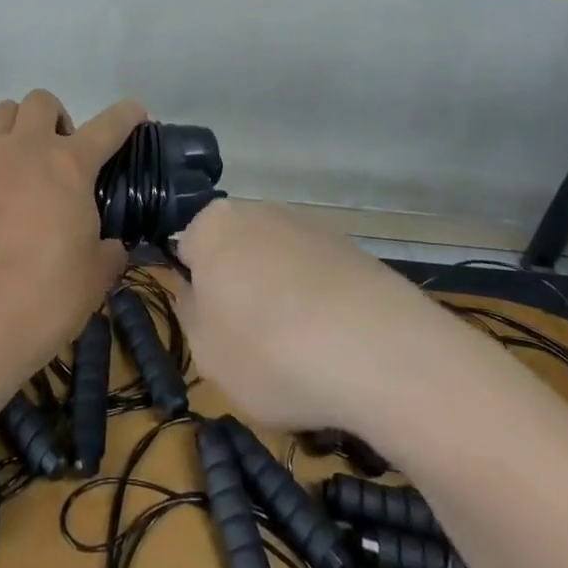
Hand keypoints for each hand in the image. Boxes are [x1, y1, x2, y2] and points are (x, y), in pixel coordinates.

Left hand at [0, 90, 141, 374]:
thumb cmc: (44, 300)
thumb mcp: (95, 279)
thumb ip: (108, 252)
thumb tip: (111, 246)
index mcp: (72, 166)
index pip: (110, 125)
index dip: (126, 115)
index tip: (134, 114)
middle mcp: (29, 145)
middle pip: (43, 101)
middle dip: (53, 120)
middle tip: (54, 155)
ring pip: (1, 110)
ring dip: (13, 127)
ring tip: (11, 159)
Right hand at [172, 199, 441, 433]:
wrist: (380, 350)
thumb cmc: (270, 350)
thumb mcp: (205, 351)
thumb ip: (190, 313)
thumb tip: (195, 290)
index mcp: (213, 225)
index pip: (187, 248)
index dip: (196, 292)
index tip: (211, 330)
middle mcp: (258, 211)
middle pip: (236, 252)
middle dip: (239, 291)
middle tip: (250, 346)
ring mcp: (309, 226)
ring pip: (278, 266)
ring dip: (280, 300)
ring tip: (299, 356)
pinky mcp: (351, 249)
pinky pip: (319, 279)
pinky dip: (319, 307)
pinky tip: (334, 348)